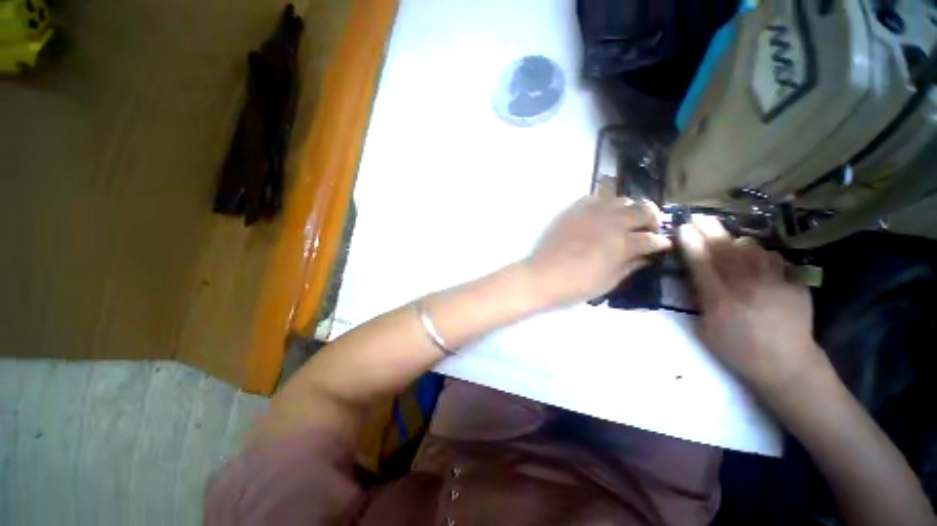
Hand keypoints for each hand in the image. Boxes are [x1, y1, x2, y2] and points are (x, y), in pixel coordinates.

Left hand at [524, 196, 670, 307]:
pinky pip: (595, 198)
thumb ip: (631, 265)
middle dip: (653, 219)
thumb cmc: (577, 285)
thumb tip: (647, 257)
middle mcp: (611, 222)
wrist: (543, 276)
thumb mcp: (609, 281)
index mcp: (623, 243)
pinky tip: (603, 214)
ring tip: (627, 219)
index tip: (662, 246)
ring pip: (621, 199)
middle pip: (643, 210)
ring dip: (630, 208)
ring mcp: (591, 213)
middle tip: (650, 228)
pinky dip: (604, 204)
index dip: (661, 243)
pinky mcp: (574, 210)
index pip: (653, 238)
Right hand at [677, 216, 825, 392]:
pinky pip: (775, 258)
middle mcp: (746, 286)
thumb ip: (701, 301)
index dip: (690, 243)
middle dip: (708, 230)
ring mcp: (774, 282)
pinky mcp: (794, 283)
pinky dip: (762, 254)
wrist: (787, 364)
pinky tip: (756, 257)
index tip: (682, 228)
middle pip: (724, 250)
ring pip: (752, 248)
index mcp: (720, 300)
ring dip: (735, 240)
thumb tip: (698, 279)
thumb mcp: (706, 330)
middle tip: (698, 216)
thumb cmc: (738, 350)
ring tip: (727, 237)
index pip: (701, 264)